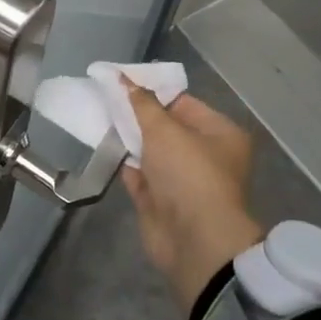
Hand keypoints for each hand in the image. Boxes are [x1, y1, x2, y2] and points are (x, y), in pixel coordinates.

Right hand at [121, 85, 265, 314]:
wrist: (194, 241)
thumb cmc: (188, 173)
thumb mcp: (164, 130)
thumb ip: (141, 103)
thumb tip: (123, 78)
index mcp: (220, 134)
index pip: (183, 103)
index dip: (152, 91)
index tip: (121, 81)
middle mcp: (206, 155)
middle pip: (167, 127)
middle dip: (139, 115)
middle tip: (106, 96)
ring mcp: (183, 181)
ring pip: (152, 152)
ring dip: (130, 139)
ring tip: (100, 116)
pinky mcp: (162, 202)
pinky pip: (141, 176)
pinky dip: (125, 163)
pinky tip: (104, 147)